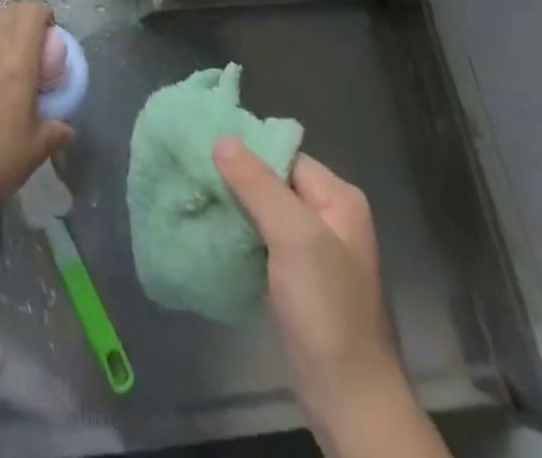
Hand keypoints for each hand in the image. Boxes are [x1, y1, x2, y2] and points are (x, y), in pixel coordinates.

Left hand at [0, 1, 71, 221]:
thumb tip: (66, 128)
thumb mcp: (35, 150)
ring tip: (0, 55)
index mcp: (17, 61)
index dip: (42, 14)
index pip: (30, 14)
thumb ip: (55, 132)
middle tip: (29, 41)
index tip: (49, 32)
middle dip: (21, 17)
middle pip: (6, 12)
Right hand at [215, 141, 399, 421]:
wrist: (350, 402)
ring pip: (263, 211)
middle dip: (234, 178)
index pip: (282, 155)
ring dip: (233, 206)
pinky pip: (261, 240)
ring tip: (195, 197)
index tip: (201, 149)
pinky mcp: (296, 279)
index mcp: (337, 198)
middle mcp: (328, 217)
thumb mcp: (294, 238)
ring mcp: (313, 250)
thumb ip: (258, 185)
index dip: (245, 152)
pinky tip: (212, 232)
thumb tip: (222, 139)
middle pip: (272, 181)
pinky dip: (238, 234)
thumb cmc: (327, 310)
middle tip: (191, 173)